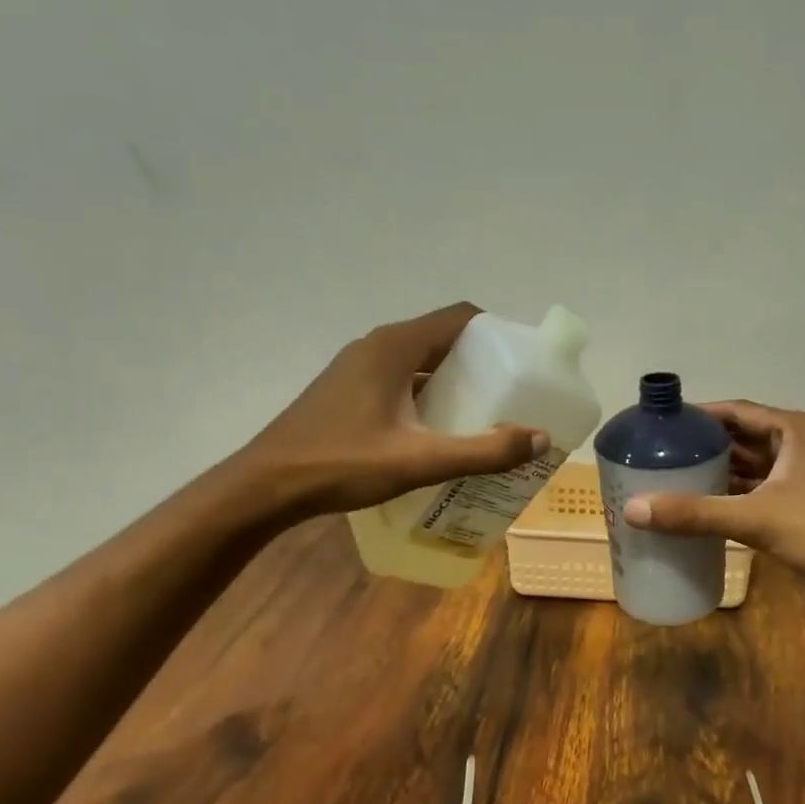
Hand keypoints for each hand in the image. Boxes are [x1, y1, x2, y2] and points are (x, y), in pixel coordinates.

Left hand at [239, 303, 547, 516]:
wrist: (265, 486)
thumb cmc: (341, 464)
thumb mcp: (419, 461)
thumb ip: (482, 451)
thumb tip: (539, 438)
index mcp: (395, 346)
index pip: (461, 317)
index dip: (497, 333)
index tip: (523, 363)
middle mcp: (377, 345)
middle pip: (443, 338)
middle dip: (481, 362)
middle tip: (511, 395)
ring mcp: (358, 366)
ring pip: (420, 360)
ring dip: (453, 380)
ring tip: (483, 415)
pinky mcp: (347, 389)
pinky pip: (400, 378)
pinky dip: (426, 394)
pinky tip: (436, 431)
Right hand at [622, 402, 804, 593]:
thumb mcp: (758, 518)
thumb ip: (695, 513)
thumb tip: (632, 509)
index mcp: (800, 431)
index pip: (739, 411)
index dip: (700, 416)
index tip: (661, 425)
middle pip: (744, 439)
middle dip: (705, 447)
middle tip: (658, 456)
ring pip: (754, 470)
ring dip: (718, 475)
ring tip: (670, 481)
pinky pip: (762, 496)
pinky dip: (734, 501)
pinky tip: (702, 511)